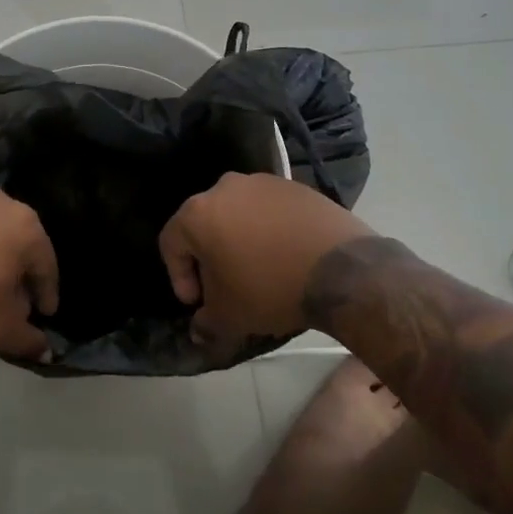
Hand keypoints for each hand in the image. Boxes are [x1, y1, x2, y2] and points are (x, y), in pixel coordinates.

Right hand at [158, 173, 375, 355]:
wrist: (341, 268)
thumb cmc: (270, 287)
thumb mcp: (230, 315)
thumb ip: (205, 322)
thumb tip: (199, 331)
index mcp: (198, 212)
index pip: (171, 243)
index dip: (179, 276)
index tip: (197, 303)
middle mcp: (225, 187)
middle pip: (204, 225)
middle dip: (209, 258)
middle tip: (224, 288)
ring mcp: (262, 182)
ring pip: (237, 215)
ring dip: (239, 242)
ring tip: (258, 272)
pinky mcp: (294, 186)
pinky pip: (268, 211)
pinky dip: (268, 231)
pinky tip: (284, 256)